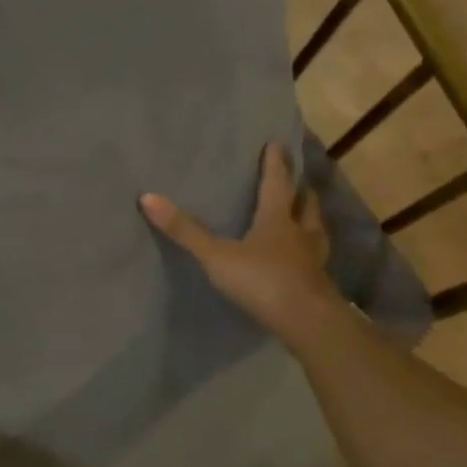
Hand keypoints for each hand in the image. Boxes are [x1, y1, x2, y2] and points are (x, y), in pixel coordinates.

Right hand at [141, 145, 339, 340]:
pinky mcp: (319, 285)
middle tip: (298, 182)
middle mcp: (300, 234)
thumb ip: (184, 230)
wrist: (307, 323)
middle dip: (301, 191)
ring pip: (317, 231)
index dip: (275, 163)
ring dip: (312, 220)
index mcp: (277, 220)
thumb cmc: (261, 280)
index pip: (276, 184)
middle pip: (306, 204)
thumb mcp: (216, 255)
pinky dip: (311, 253)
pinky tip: (305, 261)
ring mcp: (314, 261)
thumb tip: (148, 197)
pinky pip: (316, 260)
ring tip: (306, 217)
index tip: (276, 143)